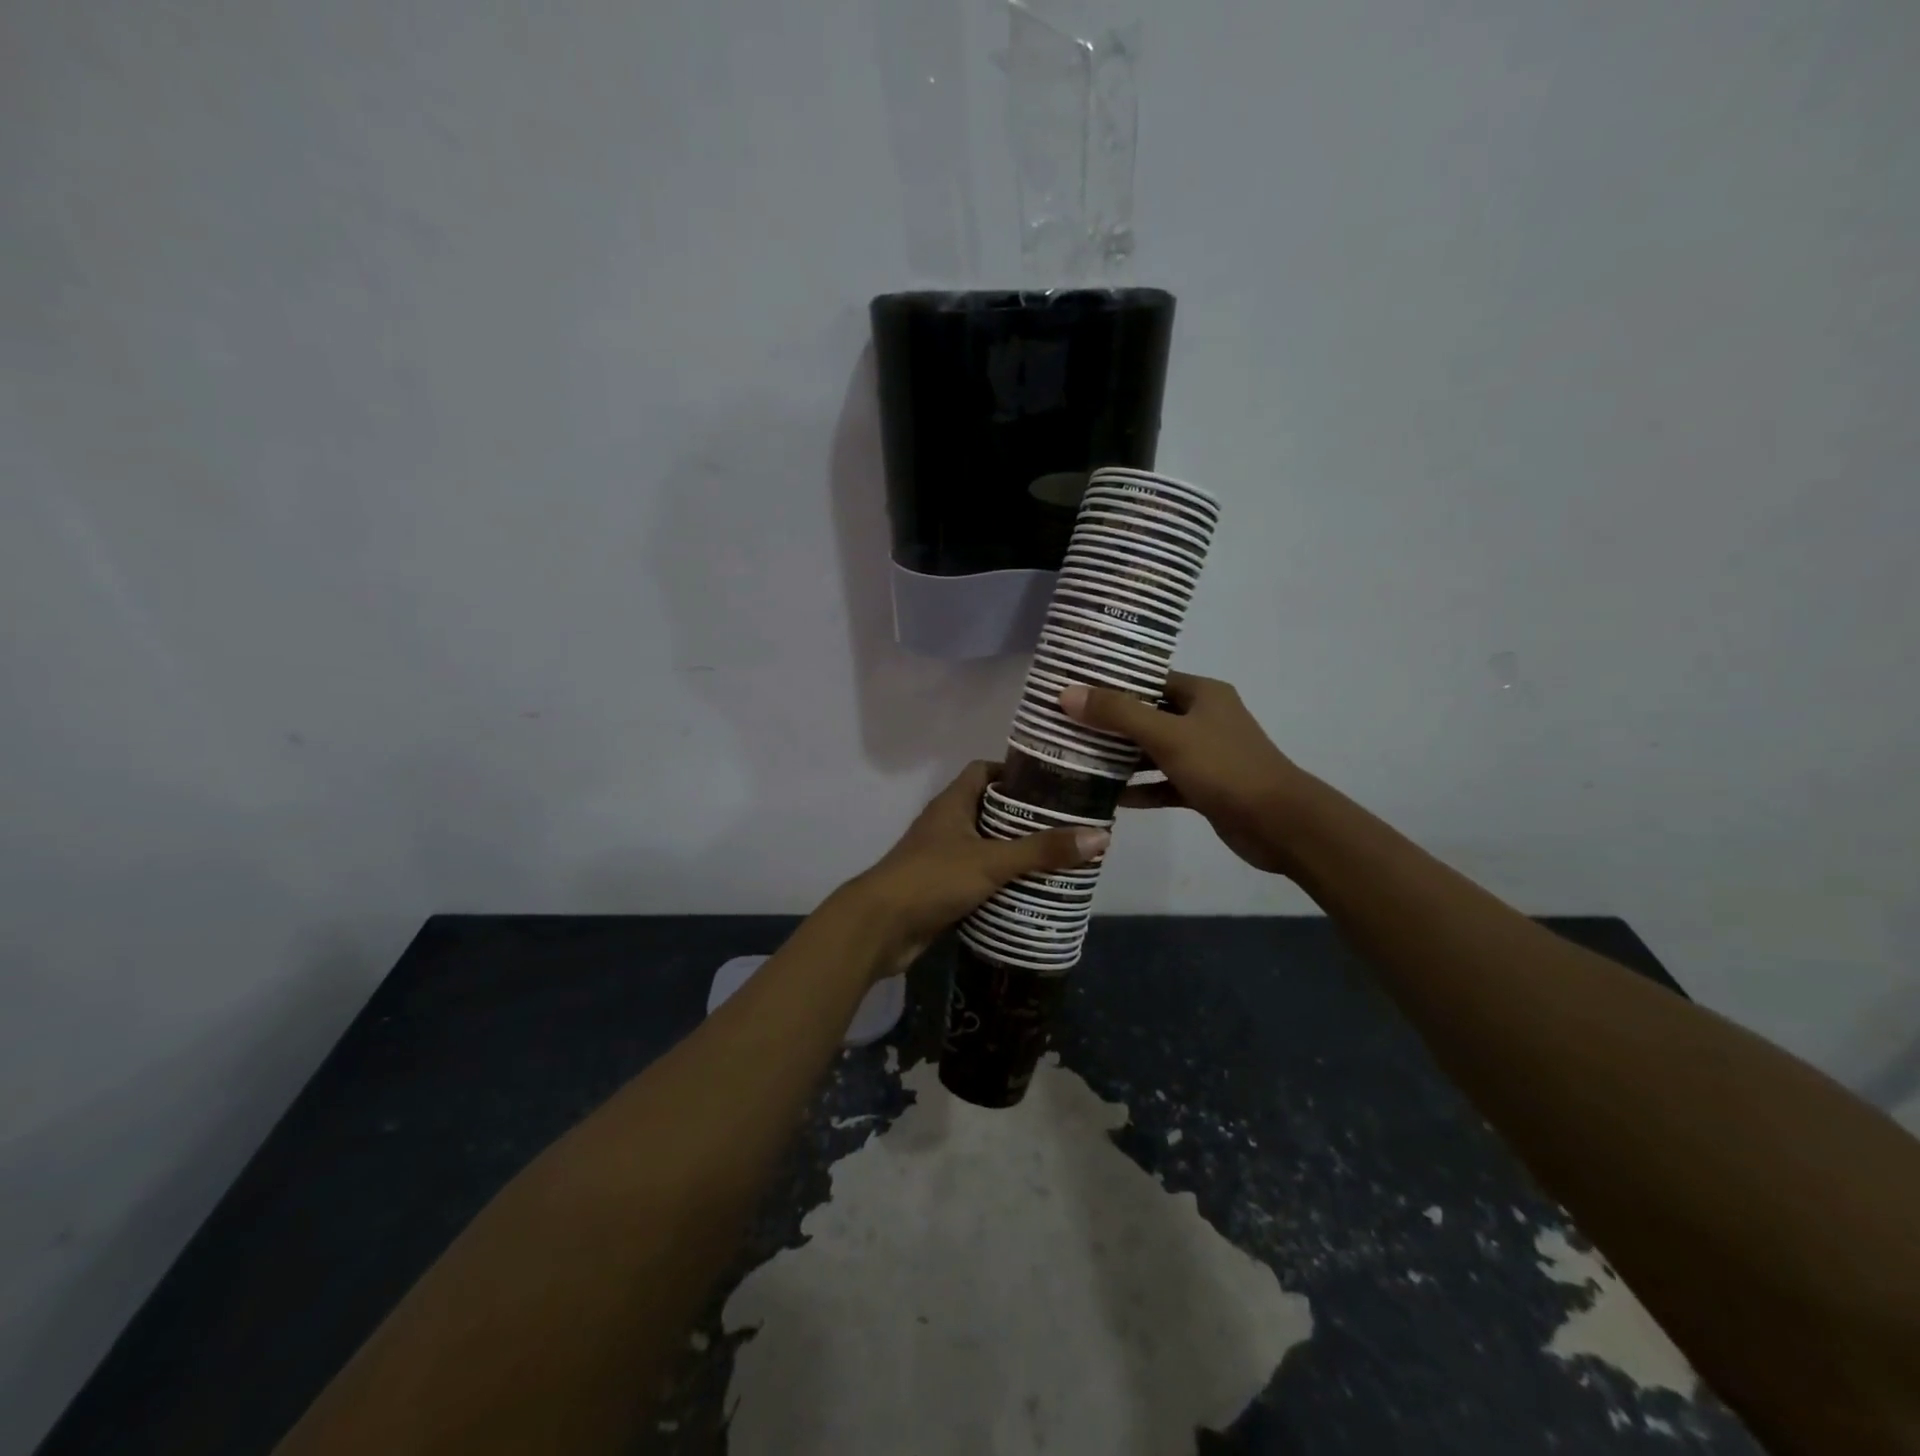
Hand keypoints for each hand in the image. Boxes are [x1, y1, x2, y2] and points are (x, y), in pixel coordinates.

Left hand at [837, 761, 1109, 978]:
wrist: (879, 928)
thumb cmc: (932, 879)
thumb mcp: (992, 861)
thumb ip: (1042, 850)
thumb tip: (1099, 836)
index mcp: (952, 803)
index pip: (984, 771)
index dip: (1015, 772)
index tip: (1052, 783)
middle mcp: (946, 824)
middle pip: (989, 809)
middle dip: (1025, 817)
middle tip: (1065, 826)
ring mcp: (941, 857)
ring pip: (985, 846)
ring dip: (1015, 852)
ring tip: (1057, 859)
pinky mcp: (941, 889)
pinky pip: (978, 878)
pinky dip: (1000, 882)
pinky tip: (1030, 892)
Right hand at [1060, 674, 1309, 875]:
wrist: (1280, 824)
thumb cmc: (1225, 768)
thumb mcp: (1167, 735)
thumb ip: (1118, 714)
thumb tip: (1068, 694)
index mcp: (1202, 694)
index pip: (1149, 680)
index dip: (1112, 683)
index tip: (1073, 689)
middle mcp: (1204, 719)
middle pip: (1147, 715)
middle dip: (1110, 723)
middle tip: (1065, 726)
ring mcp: (1205, 755)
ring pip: (1153, 751)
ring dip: (1122, 757)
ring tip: (1078, 759)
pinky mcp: (1203, 788)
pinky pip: (1163, 783)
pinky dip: (1141, 788)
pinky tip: (1110, 798)